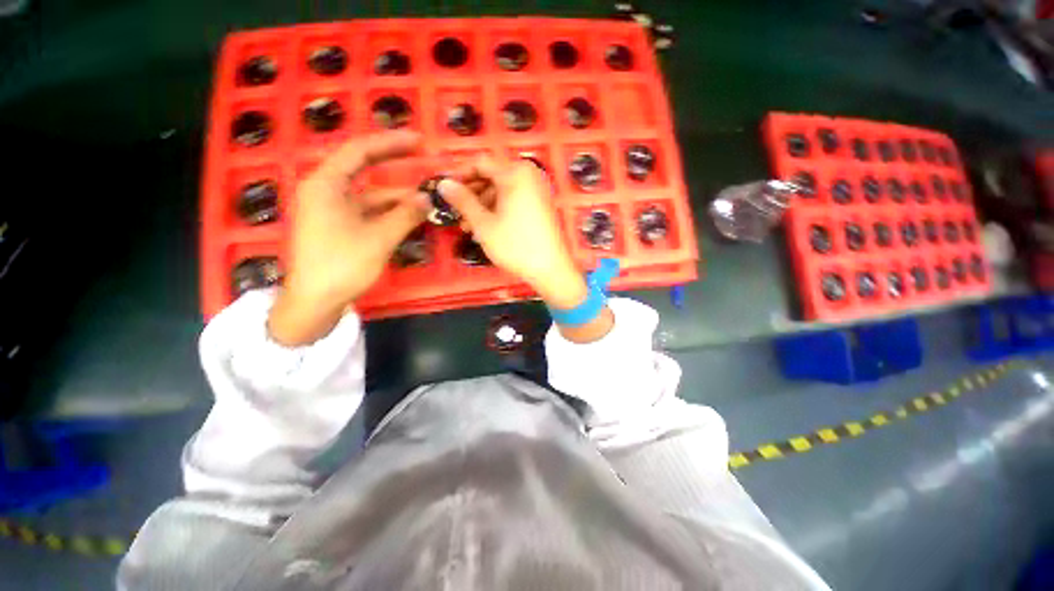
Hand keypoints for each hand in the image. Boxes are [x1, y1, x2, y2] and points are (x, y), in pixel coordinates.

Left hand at [268, 131, 426, 345]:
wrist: (313, 301)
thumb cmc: (341, 265)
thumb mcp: (379, 238)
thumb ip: (406, 215)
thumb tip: (428, 199)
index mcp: (326, 184)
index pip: (360, 151)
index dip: (391, 143)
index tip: (419, 141)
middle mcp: (326, 190)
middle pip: (364, 168)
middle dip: (395, 164)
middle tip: (424, 160)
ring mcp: (332, 209)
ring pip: (370, 193)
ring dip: (397, 195)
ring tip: (426, 196)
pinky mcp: (338, 226)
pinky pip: (368, 211)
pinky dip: (389, 212)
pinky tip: (410, 215)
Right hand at [438, 158, 587, 309]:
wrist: (549, 268)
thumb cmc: (515, 245)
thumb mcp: (484, 224)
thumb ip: (462, 201)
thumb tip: (443, 184)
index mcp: (515, 173)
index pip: (480, 163)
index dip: (460, 176)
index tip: (446, 193)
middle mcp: (528, 175)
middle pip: (491, 177)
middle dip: (472, 196)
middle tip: (457, 214)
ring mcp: (536, 190)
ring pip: (501, 191)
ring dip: (482, 206)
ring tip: (469, 228)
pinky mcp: (539, 205)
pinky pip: (513, 200)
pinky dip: (498, 210)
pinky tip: (486, 228)